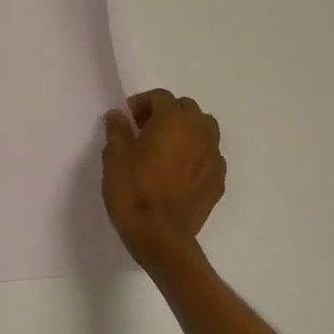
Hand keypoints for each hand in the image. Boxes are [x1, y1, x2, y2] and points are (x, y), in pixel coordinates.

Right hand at [102, 89, 224, 272]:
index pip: (162, 97)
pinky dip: (196, 155)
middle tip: (146, 130)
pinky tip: (179, 172)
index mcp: (174, 121)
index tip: (128, 118)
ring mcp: (213, 158)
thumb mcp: (115, 156)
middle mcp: (200, 133)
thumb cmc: (133, 190)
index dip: (143, 102)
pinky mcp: (218, 182)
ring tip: (166, 149)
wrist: (159, 236)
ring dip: (186, 131)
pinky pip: (210, 157)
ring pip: (205, 131)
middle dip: (167, 113)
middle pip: (187, 109)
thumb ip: (118, 130)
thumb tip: (119, 116)